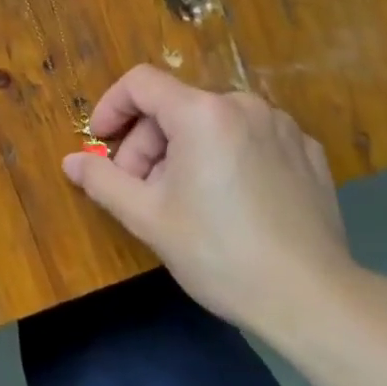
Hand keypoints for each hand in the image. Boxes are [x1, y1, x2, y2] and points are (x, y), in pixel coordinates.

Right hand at [62, 66, 364, 339]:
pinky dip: (228, 157)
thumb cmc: (220, 253)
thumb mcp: (148, 218)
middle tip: (141, 191)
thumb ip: (103, 180)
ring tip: (186, 201)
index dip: (112, 107)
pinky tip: (232, 202)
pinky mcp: (308, 152)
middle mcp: (243, 105)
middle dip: (148, 144)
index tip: (101, 142)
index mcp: (201, 113)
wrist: (315, 301)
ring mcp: (281, 126)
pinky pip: (250, 139)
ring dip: (186, 152)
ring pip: (212, 124)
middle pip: (176, 107)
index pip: (140, 83)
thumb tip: (71, 161)